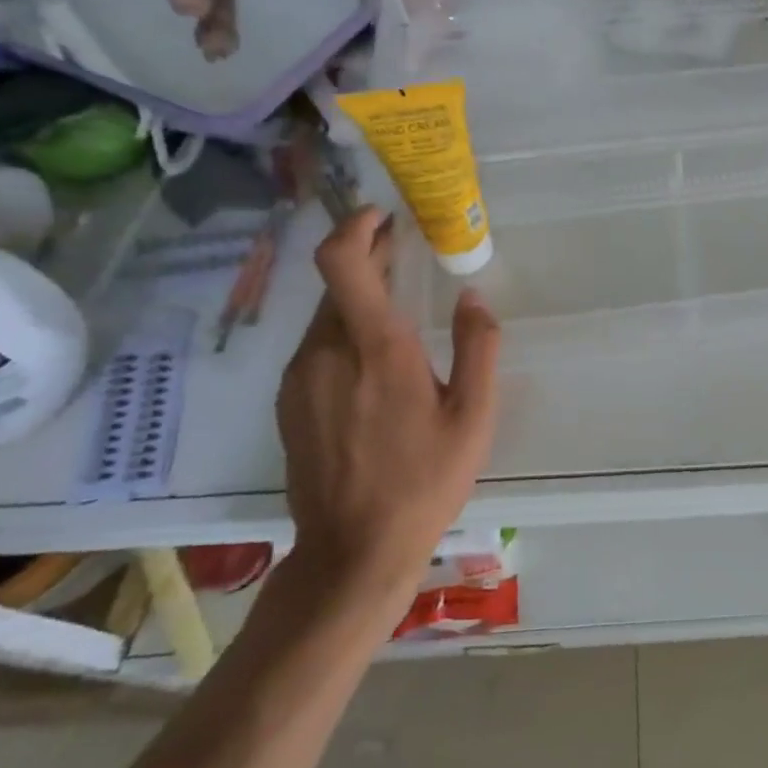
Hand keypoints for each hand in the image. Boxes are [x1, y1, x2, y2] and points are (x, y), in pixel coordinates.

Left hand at [275, 207, 501, 607]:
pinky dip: (343, 334)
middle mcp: (326, 353)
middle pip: (336, 285)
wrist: (353, 550)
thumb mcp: (473, 416)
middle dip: (368, 261)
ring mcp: (300, 378)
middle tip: (403, 255)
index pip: (342, 263)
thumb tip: (473, 298)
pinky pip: (316, 348)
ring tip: (395, 312)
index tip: (382, 217)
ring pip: (326, 317)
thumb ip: (478, 348)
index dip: (356, 228)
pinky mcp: (289, 402)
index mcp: (376, 349)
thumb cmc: (424, 480)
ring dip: (358, 301)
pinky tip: (371, 363)